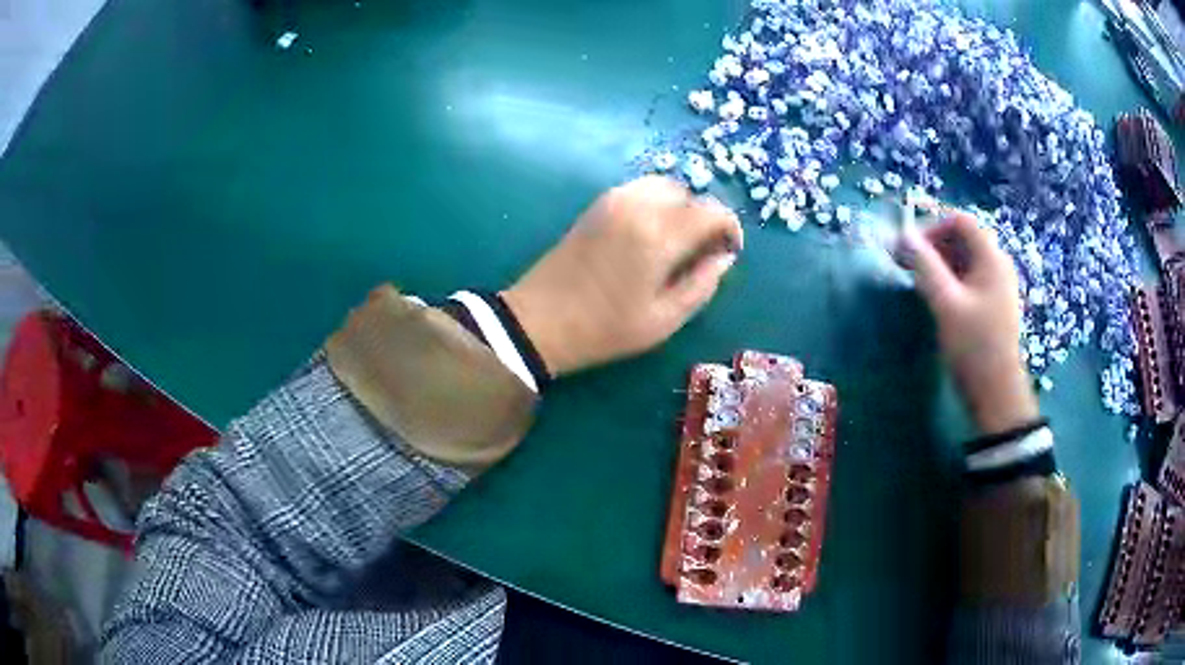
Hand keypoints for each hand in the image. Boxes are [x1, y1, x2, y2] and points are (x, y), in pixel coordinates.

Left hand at [502, 176, 742, 376]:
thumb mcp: (663, 320)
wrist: (539, 321)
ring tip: (678, 242)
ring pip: (664, 186)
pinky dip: (657, 203)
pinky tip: (651, 234)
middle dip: (704, 217)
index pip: (711, 210)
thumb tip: (724, 258)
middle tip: (702, 250)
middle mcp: (638, 206)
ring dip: (680, 207)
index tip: (729, 251)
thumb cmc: (604, 329)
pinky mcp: (597, 205)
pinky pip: (640, 189)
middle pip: (689, 193)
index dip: (730, 228)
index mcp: (658, 235)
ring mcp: (613, 201)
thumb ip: (702, 285)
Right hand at [901, 211, 1038, 435]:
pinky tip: (935, 296)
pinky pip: (968, 278)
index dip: (933, 226)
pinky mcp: (991, 304)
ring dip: (939, 262)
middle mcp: (997, 265)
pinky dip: (948, 278)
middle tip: (907, 263)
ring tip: (916, 280)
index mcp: (992, 258)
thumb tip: (902, 235)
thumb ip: (924, 266)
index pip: (961, 221)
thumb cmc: (974, 347)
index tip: (909, 248)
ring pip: (964, 259)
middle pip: (963, 238)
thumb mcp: (946, 304)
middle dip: (933, 244)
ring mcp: (996, 286)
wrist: (996, 394)